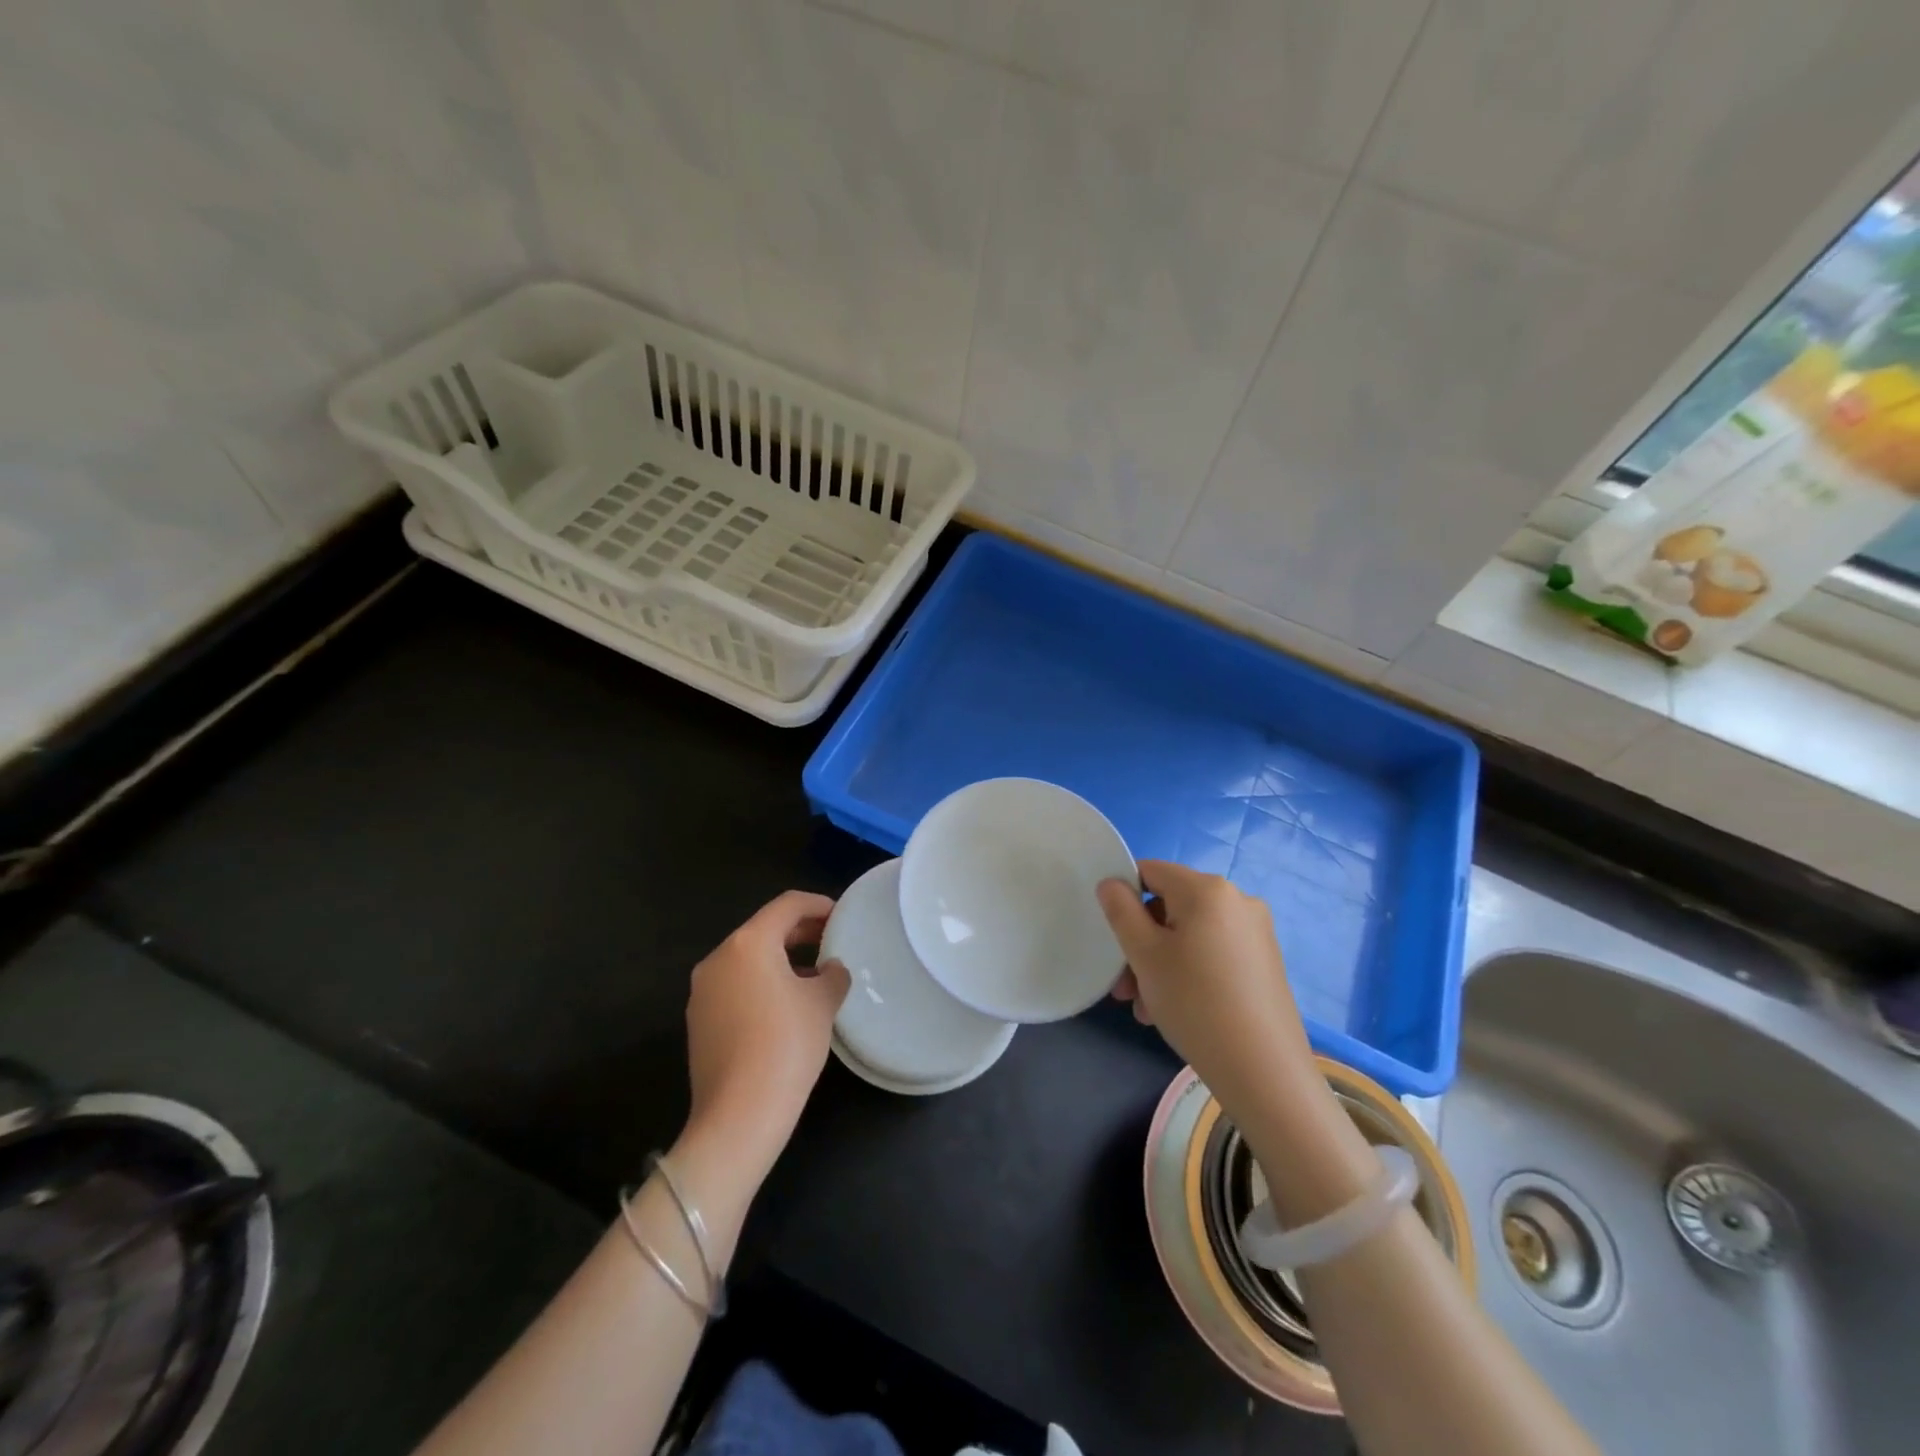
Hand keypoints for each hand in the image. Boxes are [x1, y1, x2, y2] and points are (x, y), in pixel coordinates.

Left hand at [685, 891, 849, 1176]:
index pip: (787, 905)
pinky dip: (762, 982)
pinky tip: (786, 1005)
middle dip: (800, 931)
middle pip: (764, 929)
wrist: (738, 1116)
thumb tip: (830, 969)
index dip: (818, 904)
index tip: (842, 915)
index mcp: (749, 943)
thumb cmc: (786, 1045)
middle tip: (832, 941)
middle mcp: (719, 957)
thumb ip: (832, 975)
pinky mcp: (698, 1019)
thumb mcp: (822, 1003)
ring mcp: (703, 990)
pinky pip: (735, 984)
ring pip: (748, 958)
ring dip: (781, 958)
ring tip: (814, 975)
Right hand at [1097, 861, 1319, 1120]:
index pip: (1150, 871)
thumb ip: (1120, 911)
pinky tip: (1176, 1010)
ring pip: (1190, 935)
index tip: (1112, 937)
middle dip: (1141, 943)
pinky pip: (1213, 953)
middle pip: (1170, 907)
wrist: (1264, 1070)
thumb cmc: (1195, 1002)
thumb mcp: (1144, 954)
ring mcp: (1255, 932)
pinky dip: (1189, 972)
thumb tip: (1112, 883)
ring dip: (1160, 964)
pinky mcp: (1265, 962)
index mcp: (1207, 889)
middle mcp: (1237, 900)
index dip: (1123, 897)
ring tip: (1146, 1009)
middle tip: (1124, 987)